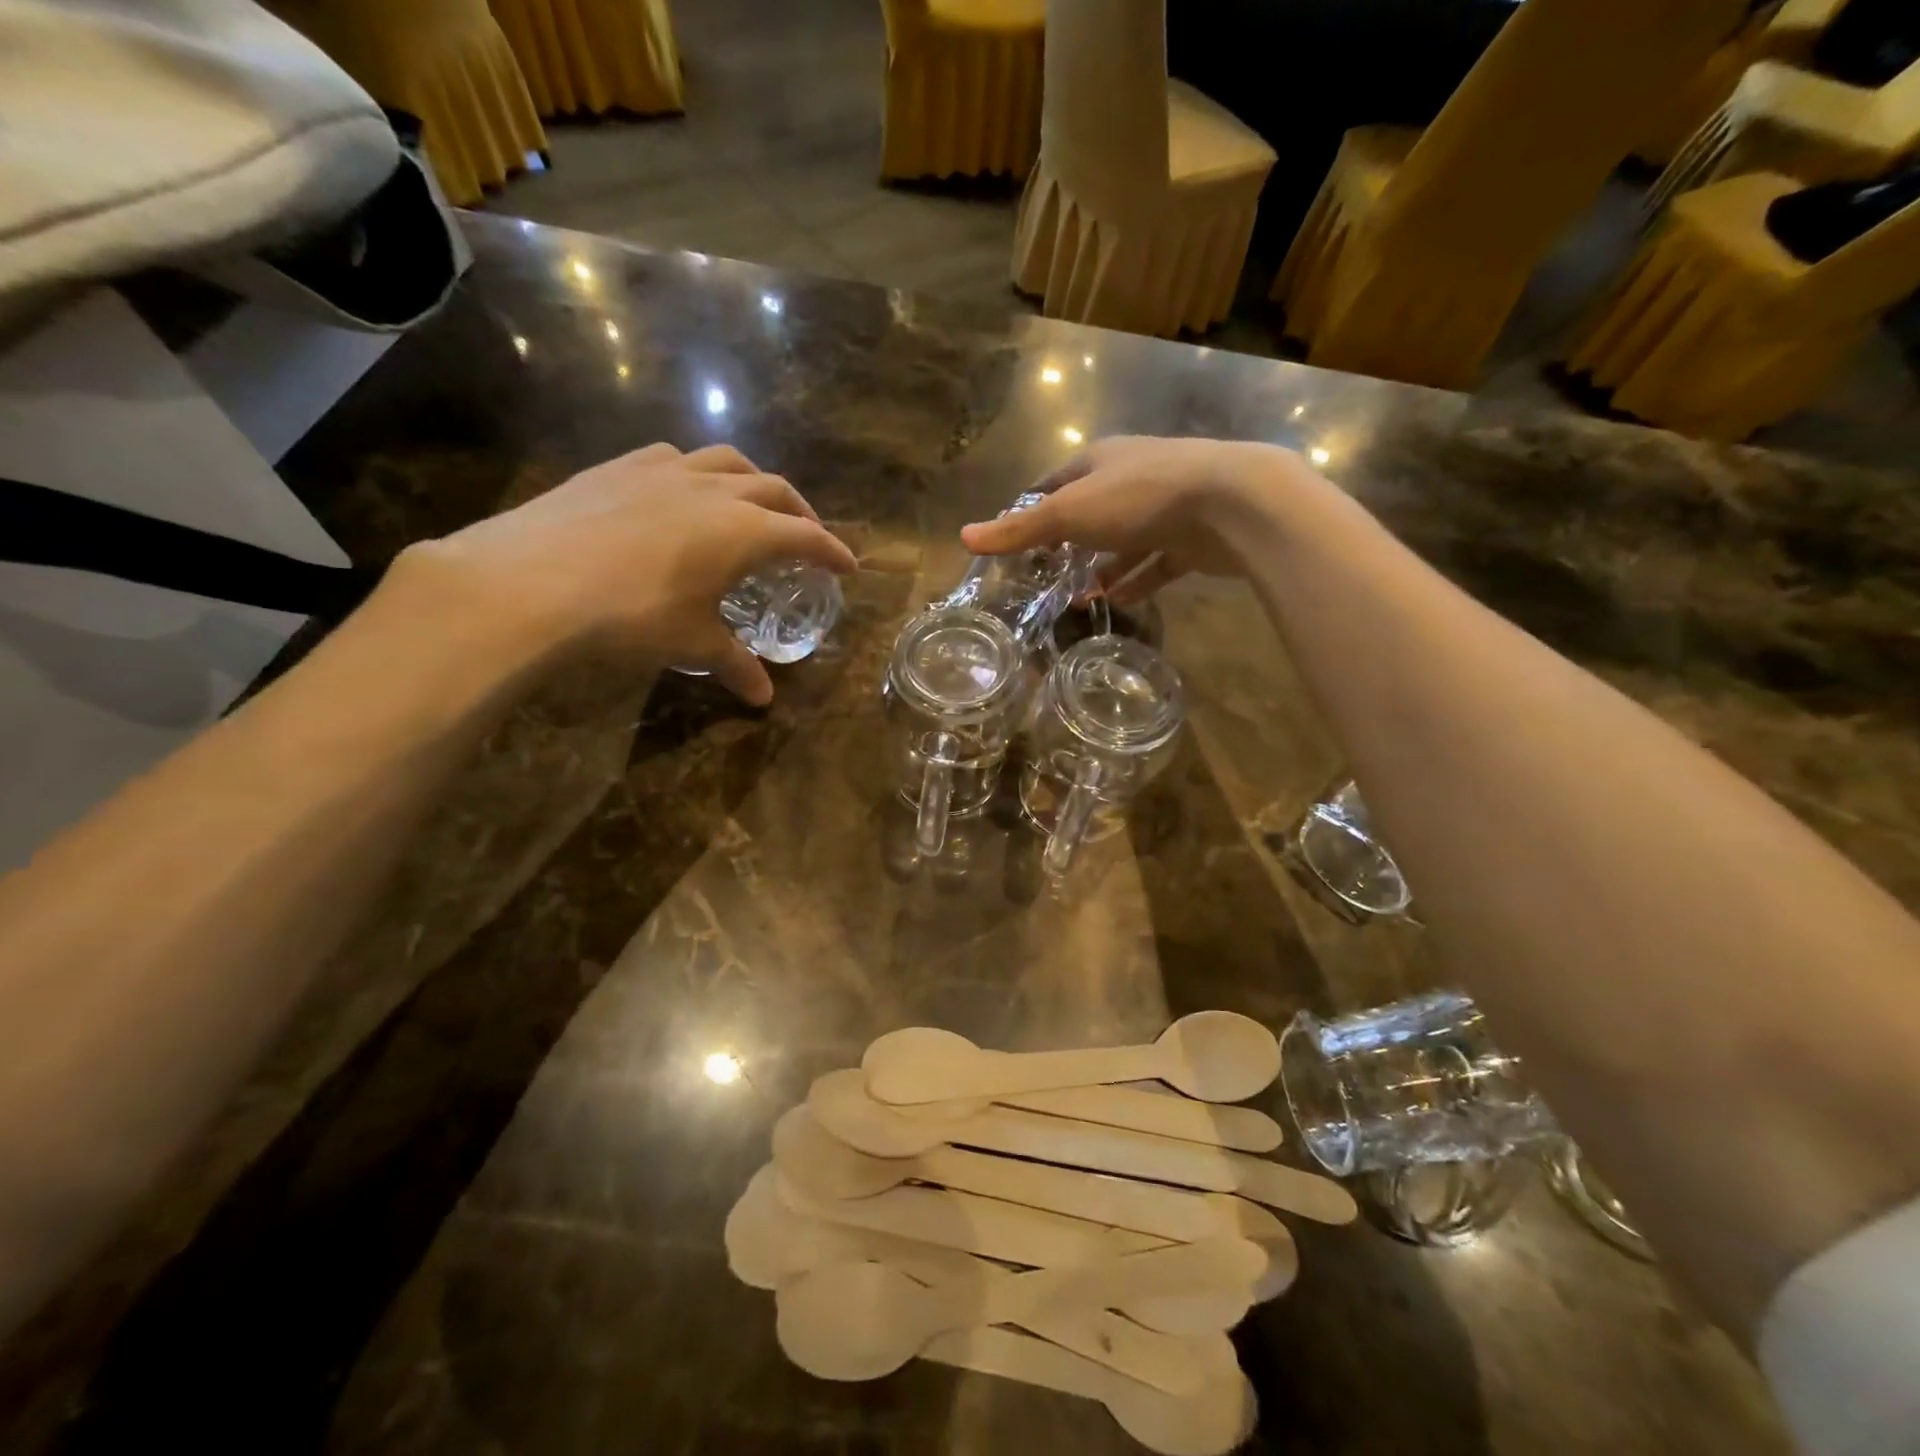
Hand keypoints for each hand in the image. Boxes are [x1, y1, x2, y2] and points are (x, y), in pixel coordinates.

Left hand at [400, 443, 856, 703]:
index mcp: (744, 531)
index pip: (805, 537)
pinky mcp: (619, 467)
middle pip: (775, 490)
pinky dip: (696, 473)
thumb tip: (763, 699)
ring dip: (752, 482)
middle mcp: (714, 490)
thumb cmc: (631, 617)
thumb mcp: (691, 644)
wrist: (529, 582)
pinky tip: (682, 493)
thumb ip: (734, 665)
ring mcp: (664, 470)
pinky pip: (674, 458)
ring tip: (752, 505)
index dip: (831, 551)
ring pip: (727, 462)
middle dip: (800, 513)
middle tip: (808, 537)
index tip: (848, 566)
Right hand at [959, 436, 1323, 602]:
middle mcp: (1132, 478)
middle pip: (1091, 512)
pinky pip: (1157, 563)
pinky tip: (1118, 603)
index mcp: (1100, 462)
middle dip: (1068, 545)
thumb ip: (1019, 530)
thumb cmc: (1139, 498)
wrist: (1230, 503)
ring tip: (1079, 600)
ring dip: (1102, 569)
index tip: (1018, 540)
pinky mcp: (1191, 538)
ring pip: (1124, 542)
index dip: (1033, 509)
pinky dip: (1137, 582)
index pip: (1055, 483)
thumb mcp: (1068, 513)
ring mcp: (1165, 508)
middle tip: (1046, 577)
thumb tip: (963, 537)